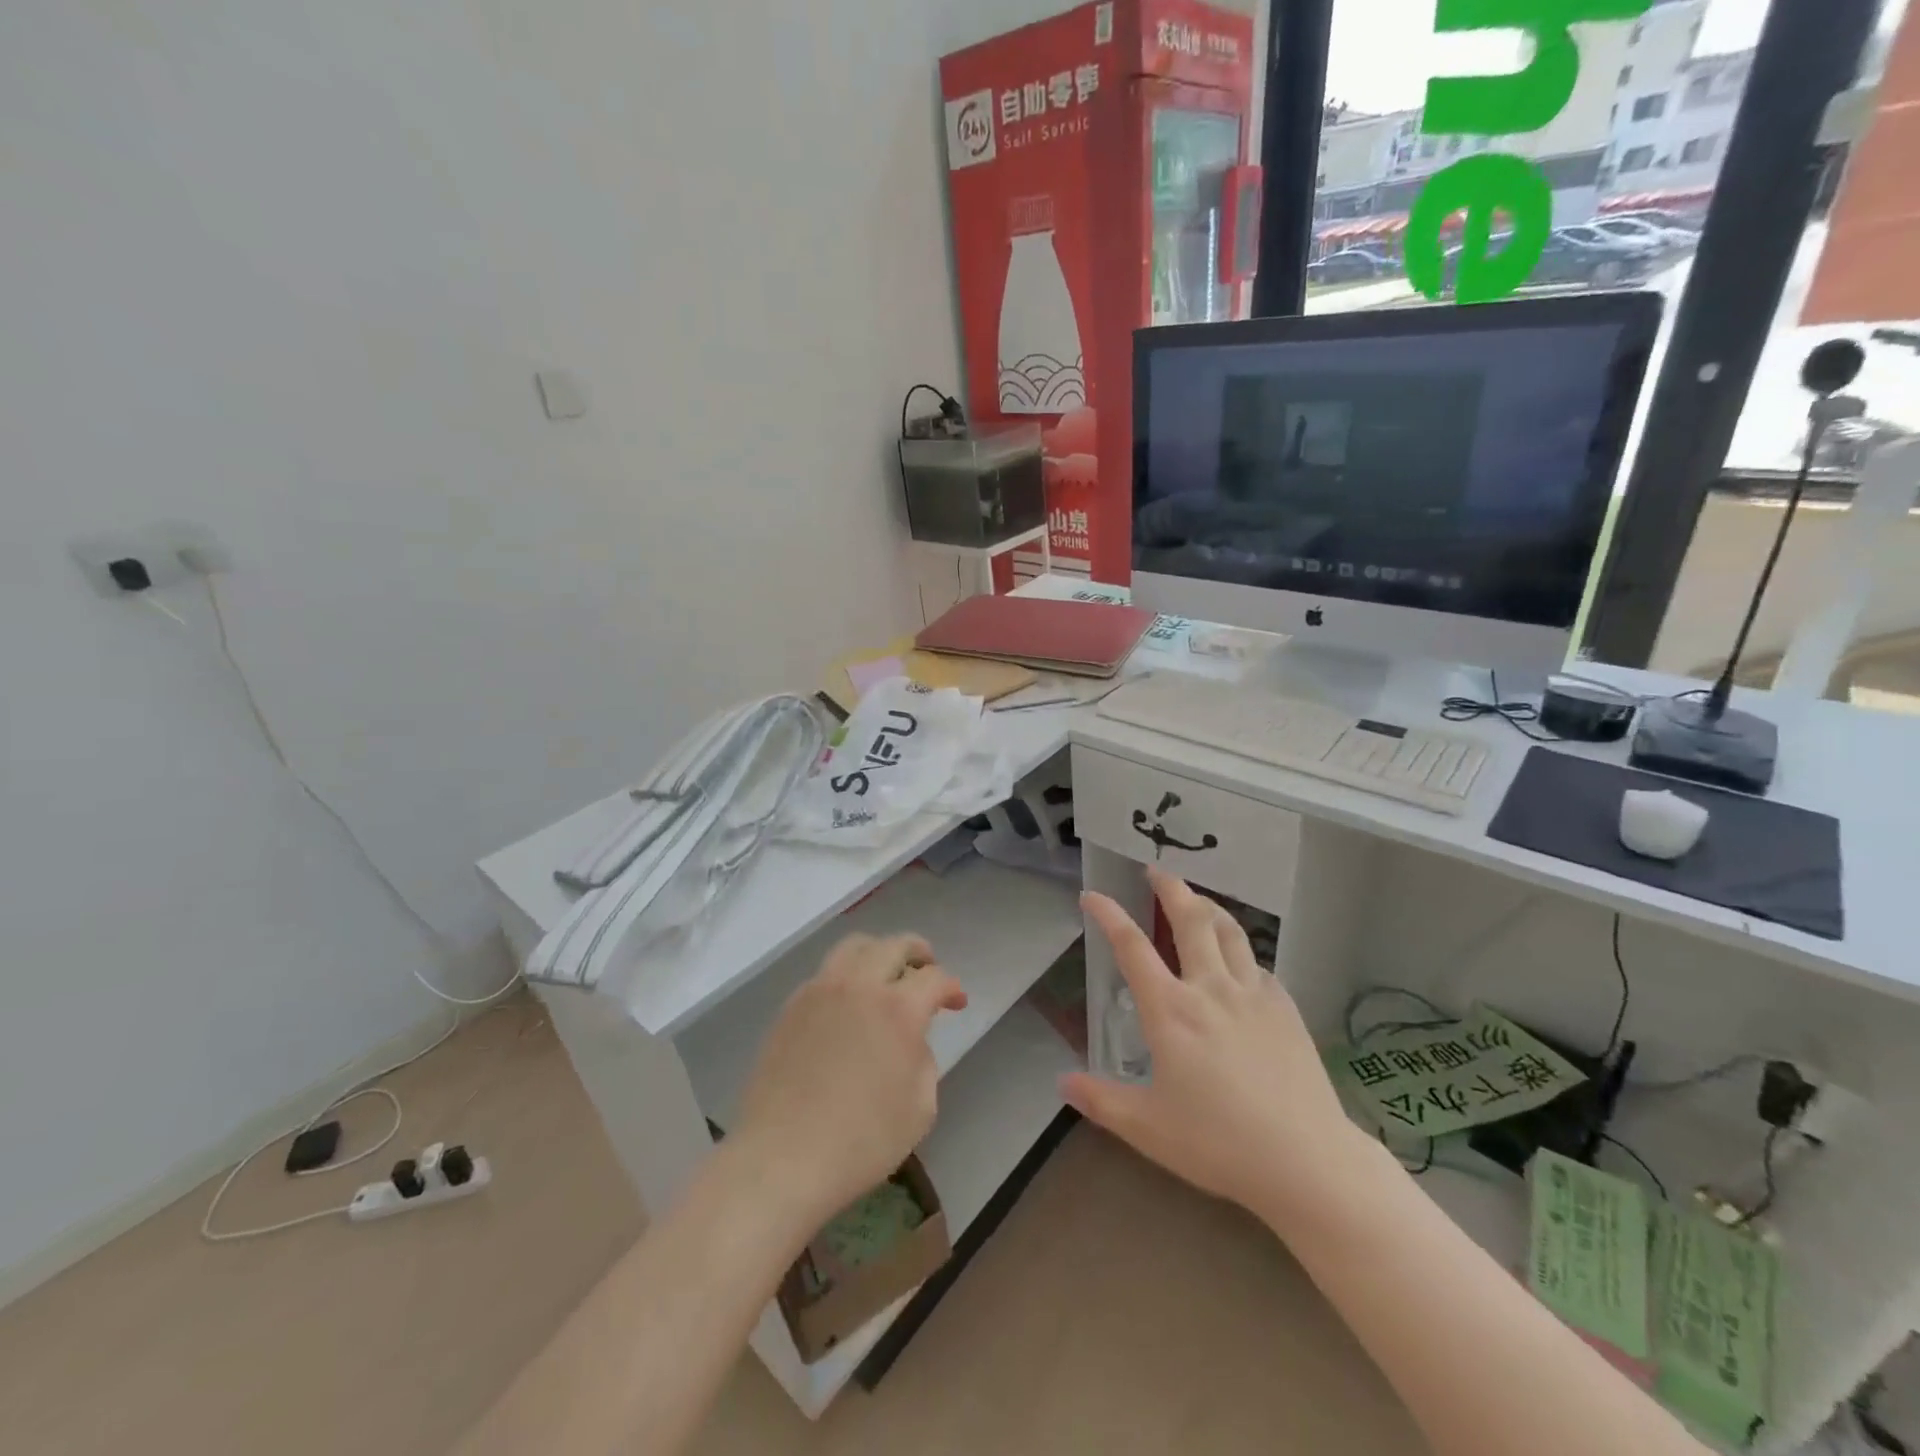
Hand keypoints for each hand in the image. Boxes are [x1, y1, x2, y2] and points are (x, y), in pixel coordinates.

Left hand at [733, 933, 967, 1223]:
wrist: (782, 1158)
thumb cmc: (861, 1141)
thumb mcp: (920, 1109)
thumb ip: (924, 1061)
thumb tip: (910, 1040)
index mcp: (898, 1009)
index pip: (934, 979)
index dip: (951, 987)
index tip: (957, 1002)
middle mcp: (859, 986)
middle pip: (893, 945)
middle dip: (918, 952)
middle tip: (928, 967)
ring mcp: (820, 991)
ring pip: (855, 947)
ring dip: (878, 953)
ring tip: (886, 974)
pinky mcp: (791, 1006)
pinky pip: (826, 973)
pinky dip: (846, 975)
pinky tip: (848, 1003)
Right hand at [1063, 869, 1363, 1222]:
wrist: (1306, 1161)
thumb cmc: (1218, 1143)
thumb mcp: (1147, 1128)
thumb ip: (1101, 1101)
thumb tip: (1062, 1082)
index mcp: (1170, 1011)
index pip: (1131, 947)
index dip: (1109, 914)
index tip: (1093, 894)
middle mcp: (1210, 989)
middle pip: (1190, 920)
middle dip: (1170, 888)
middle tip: (1156, 869)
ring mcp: (1253, 995)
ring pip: (1229, 932)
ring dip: (1208, 907)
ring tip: (1196, 899)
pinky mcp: (1285, 1008)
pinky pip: (1258, 964)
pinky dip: (1241, 951)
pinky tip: (1239, 961)